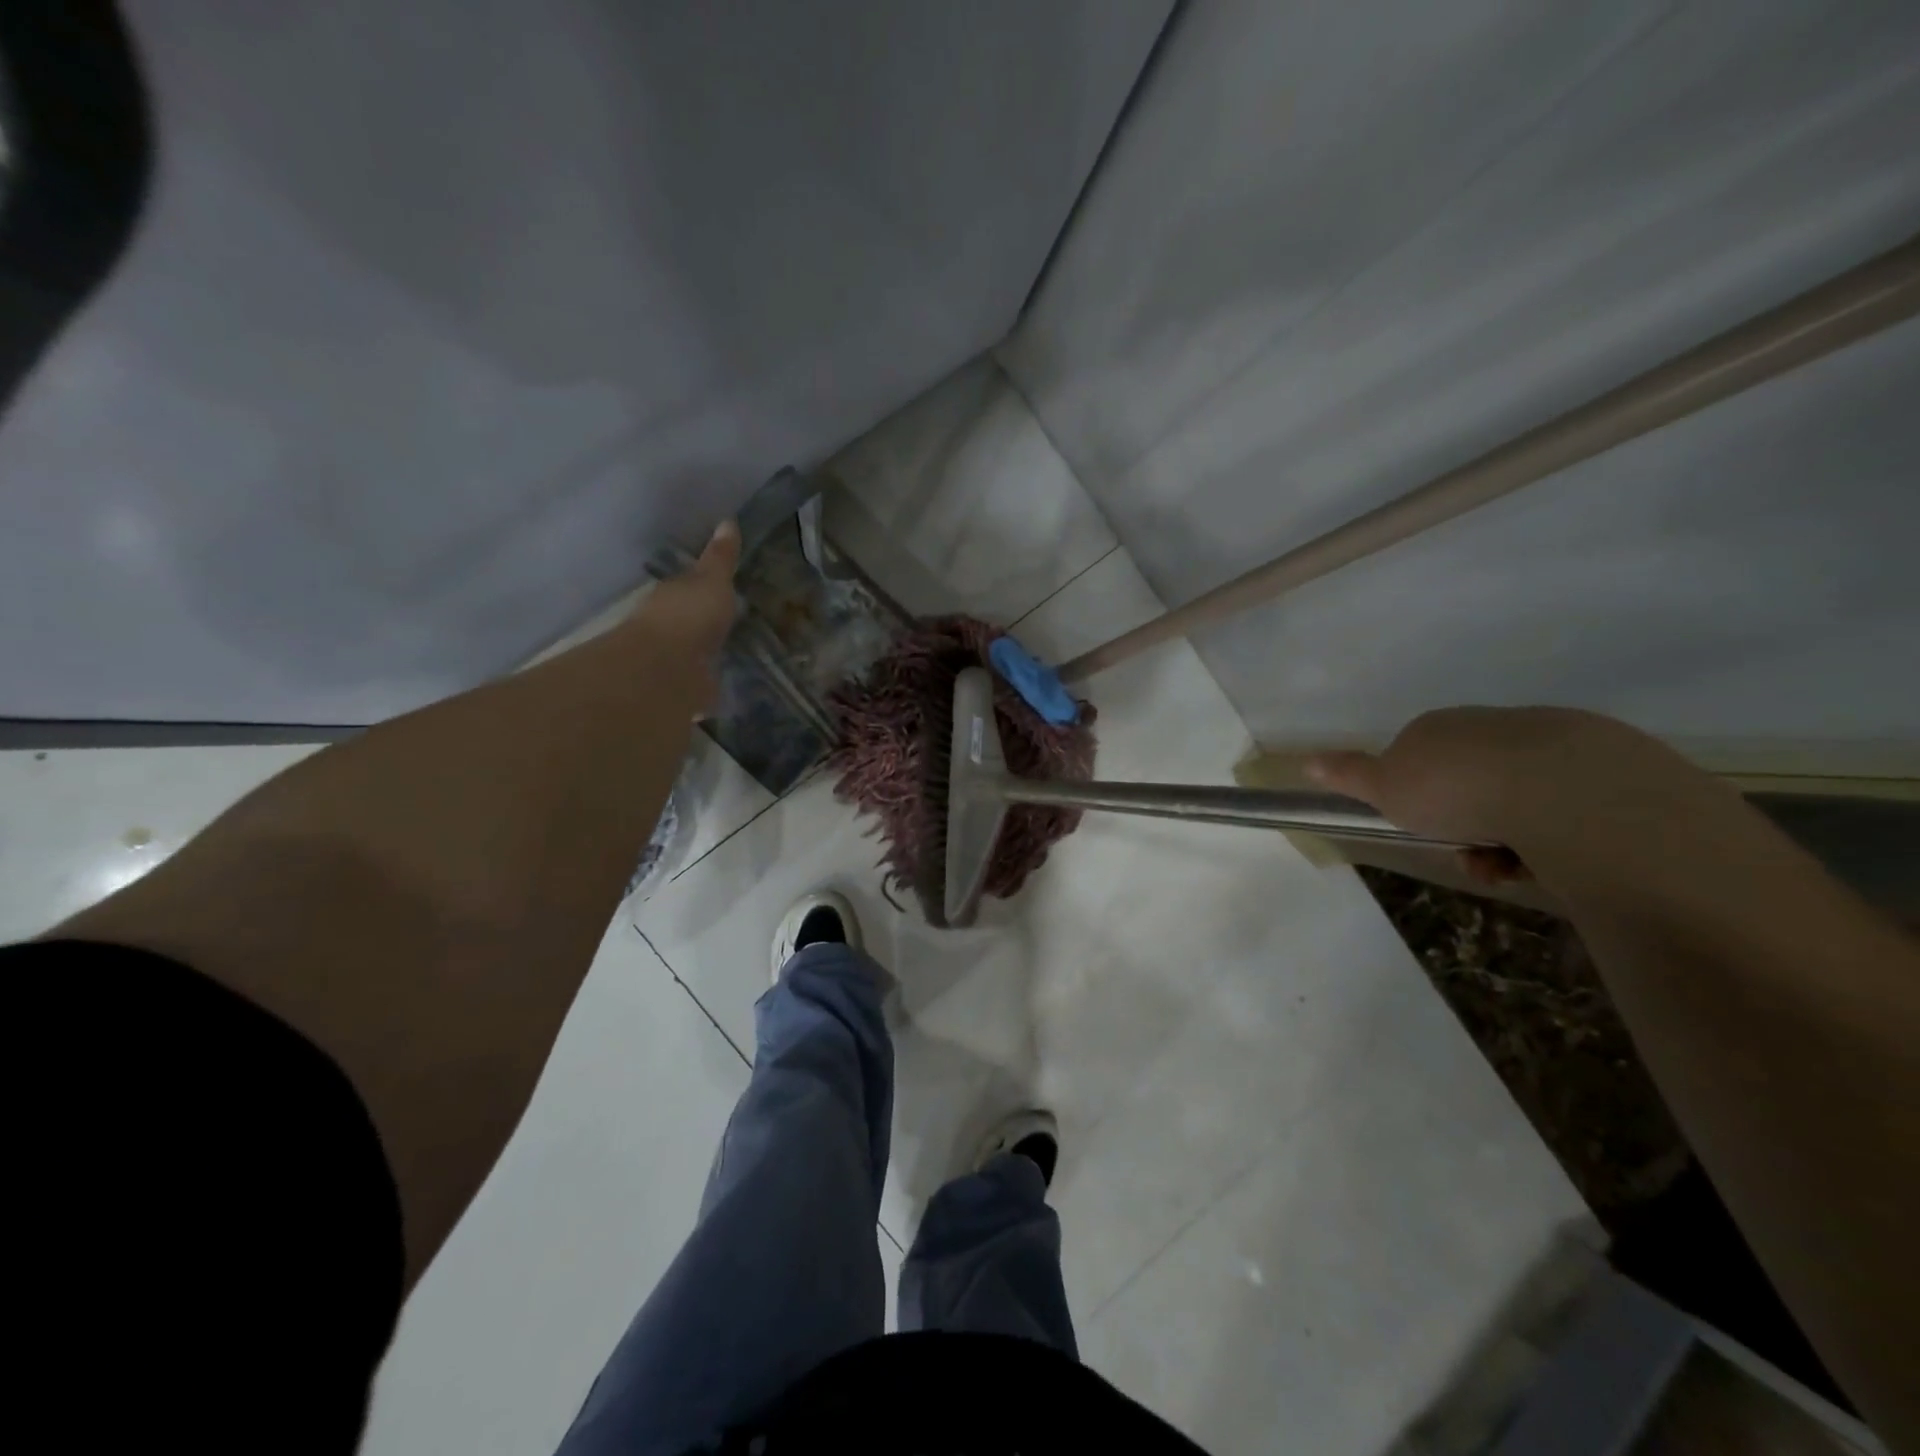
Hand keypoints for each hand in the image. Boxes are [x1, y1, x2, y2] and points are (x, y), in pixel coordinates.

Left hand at [622, 519, 739, 715]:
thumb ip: (721, 558)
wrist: (668, 669)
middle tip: (731, 625)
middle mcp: (667, 628)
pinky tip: (725, 689)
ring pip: (693, 654)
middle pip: (689, 623)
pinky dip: (709, 687)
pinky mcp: (683, 692)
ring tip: (732, 658)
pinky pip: (700, 685)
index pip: (687, 589)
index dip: (702, 588)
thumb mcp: (712, 580)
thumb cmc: (688, 616)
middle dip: (705, 625)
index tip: (721, 590)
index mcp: (671, 598)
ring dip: (705, 656)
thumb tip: (728, 521)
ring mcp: (673, 662)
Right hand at [1305, 707, 1715, 886]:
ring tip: (1508, 867)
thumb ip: (1349, 775)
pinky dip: (1550, 836)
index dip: (1416, 797)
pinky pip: (1563, 806)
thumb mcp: (1386, 788)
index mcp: (1437, 727)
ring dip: (1505, 838)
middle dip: (1463, 823)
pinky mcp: (1604, 763)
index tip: (1421, 828)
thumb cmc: (1454, 788)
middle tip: (1468, 856)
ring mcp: (1548, 741)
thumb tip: (1305, 761)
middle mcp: (1489, 726)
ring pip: (1515, 797)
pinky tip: (1549, 859)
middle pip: (1468, 780)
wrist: (1561, 788)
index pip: (1417, 758)